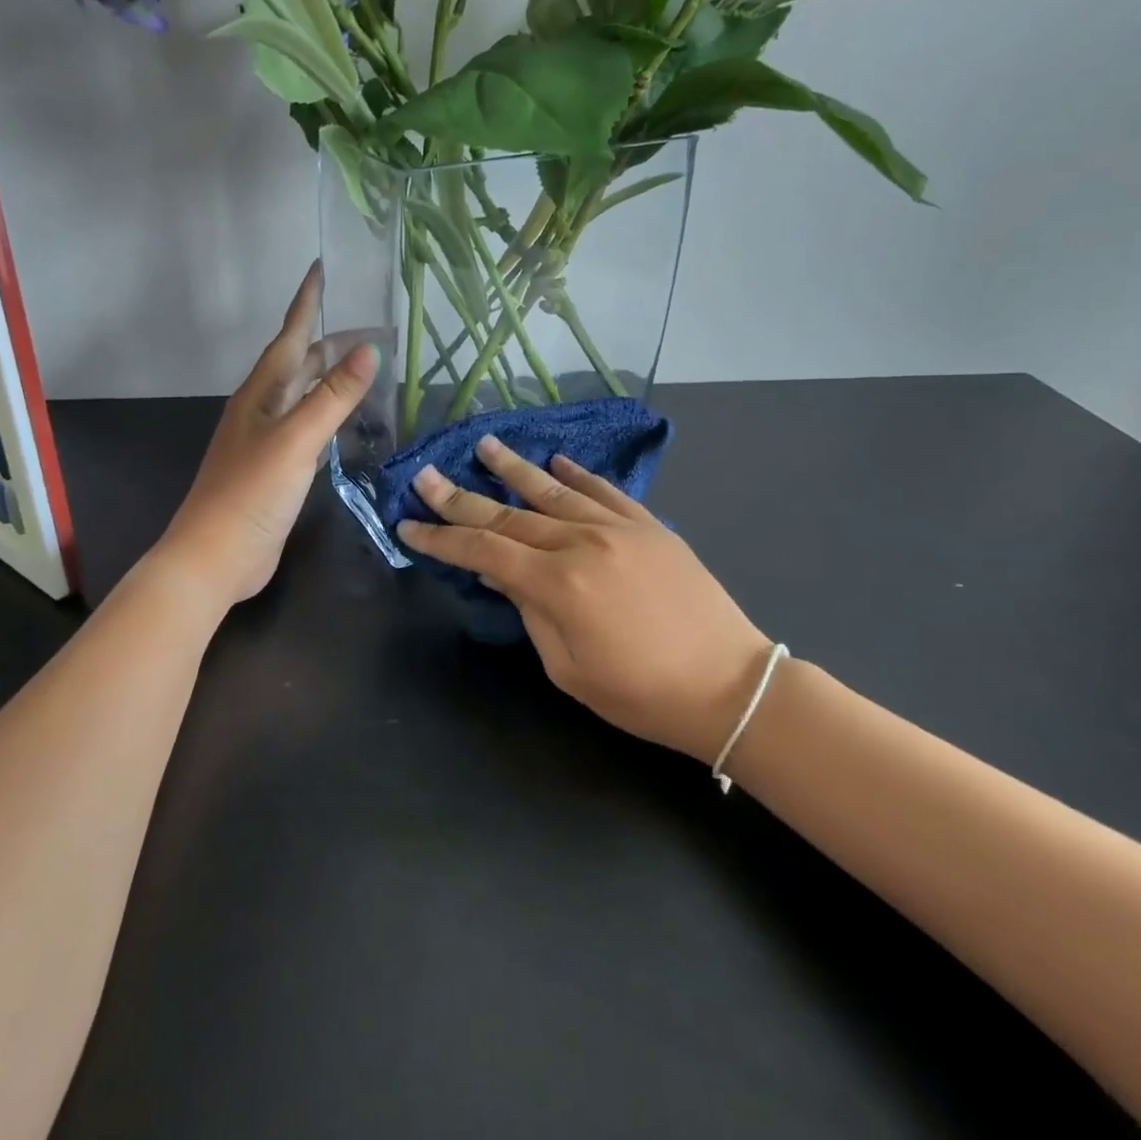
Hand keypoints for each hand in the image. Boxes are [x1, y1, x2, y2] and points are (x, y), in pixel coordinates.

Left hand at [162, 263, 378, 605]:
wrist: (216, 556)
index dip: (306, 303)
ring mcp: (267, 440)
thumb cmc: (251, 493)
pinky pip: (307, 427)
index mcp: (261, 393)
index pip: (291, 336)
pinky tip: (345, 421)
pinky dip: (328, 415)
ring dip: (331, 378)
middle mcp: (262, 409)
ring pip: (304, 395)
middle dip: (332, 343)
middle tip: (373, 332)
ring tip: (365, 367)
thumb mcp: (296, 440)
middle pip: (300, 364)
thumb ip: (332, 397)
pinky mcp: (276, 468)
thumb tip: (368, 350)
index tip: (320, 268)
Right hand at [397, 437, 775, 763]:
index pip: (483, 550)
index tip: (409, 524)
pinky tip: (556, 461)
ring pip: (553, 491)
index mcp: (558, 584)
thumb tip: (497, 570)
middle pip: (508, 514)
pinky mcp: (649, 527)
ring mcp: (619, 528)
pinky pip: (605, 491)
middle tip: (426, 474)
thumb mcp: (569, 668)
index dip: (442, 538)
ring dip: (514, 468)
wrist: (731, 688)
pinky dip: (577, 474)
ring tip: (485, 445)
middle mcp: (582, 543)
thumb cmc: (642, 694)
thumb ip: (529, 612)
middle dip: (460, 497)